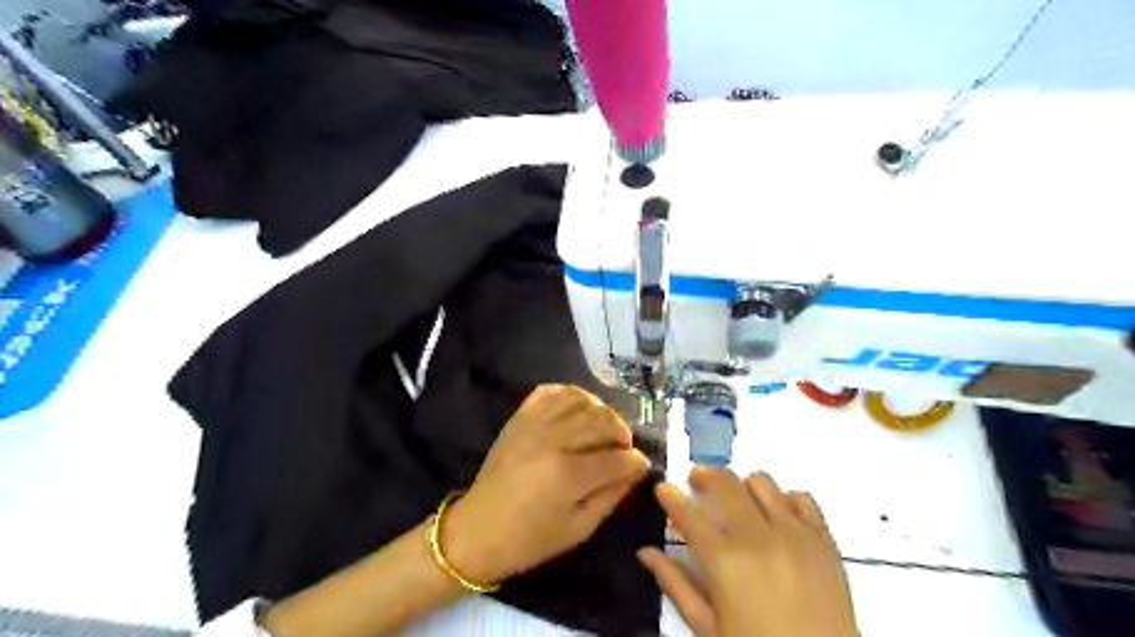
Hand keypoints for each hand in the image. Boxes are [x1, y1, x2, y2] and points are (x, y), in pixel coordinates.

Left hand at [445, 382, 651, 584]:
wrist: (477, 530)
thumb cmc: (530, 540)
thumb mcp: (579, 529)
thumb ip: (612, 496)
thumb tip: (636, 469)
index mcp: (568, 476)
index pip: (618, 458)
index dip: (636, 462)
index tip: (640, 466)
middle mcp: (552, 441)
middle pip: (603, 420)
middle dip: (622, 433)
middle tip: (621, 450)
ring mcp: (533, 424)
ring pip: (581, 398)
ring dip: (599, 411)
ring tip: (601, 429)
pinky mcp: (519, 417)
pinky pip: (550, 391)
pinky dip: (570, 395)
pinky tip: (576, 412)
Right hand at [638, 469, 860, 635]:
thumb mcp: (708, 628)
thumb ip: (675, 584)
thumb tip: (645, 552)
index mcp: (724, 561)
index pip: (687, 513)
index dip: (670, 496)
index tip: (663, 488)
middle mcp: (757, 537)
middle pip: (724, 483)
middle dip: (703, 475)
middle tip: (696, 482)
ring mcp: (794, 534)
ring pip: (762, 482)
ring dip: (742, 485)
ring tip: (737, 499)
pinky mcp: (824, 540)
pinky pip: (802, 498)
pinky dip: (784, 499)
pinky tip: (776, 514)